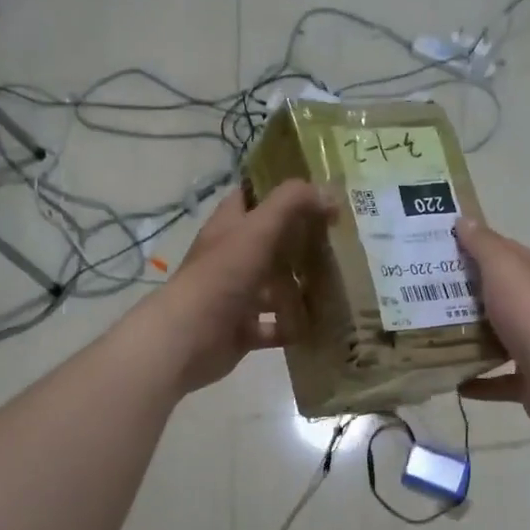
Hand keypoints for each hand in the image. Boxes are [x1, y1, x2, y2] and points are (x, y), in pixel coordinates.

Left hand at [134, 181, 333, 393]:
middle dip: (301, 244)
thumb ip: (292, 204)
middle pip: (269, 244)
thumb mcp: (258, 230)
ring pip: (274, 287)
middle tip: (339, 243)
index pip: (251, 198)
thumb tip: (329, 193)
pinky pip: (275, 326)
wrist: (190, 338)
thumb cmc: (222, 276)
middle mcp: (230, 258)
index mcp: (228, 227)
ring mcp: (236, 295)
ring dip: (301, 288)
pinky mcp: (242, 330)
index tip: (317, 195)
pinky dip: (294, 326)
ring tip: (337, 286)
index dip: (279, 191)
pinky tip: (318, 324)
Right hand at [455, 216, 529, 439]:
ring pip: (501, 338)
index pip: (505, 253)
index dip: (474, 249)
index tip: (438, 253)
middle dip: (466, 296)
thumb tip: (464, 220)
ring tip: (433, 337)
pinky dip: (479, 380)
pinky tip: (453, 382)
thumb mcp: (504, 269)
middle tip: (424, 296)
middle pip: (501, 296)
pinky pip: (500, 380)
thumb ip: (484, 245)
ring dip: (472, 339)